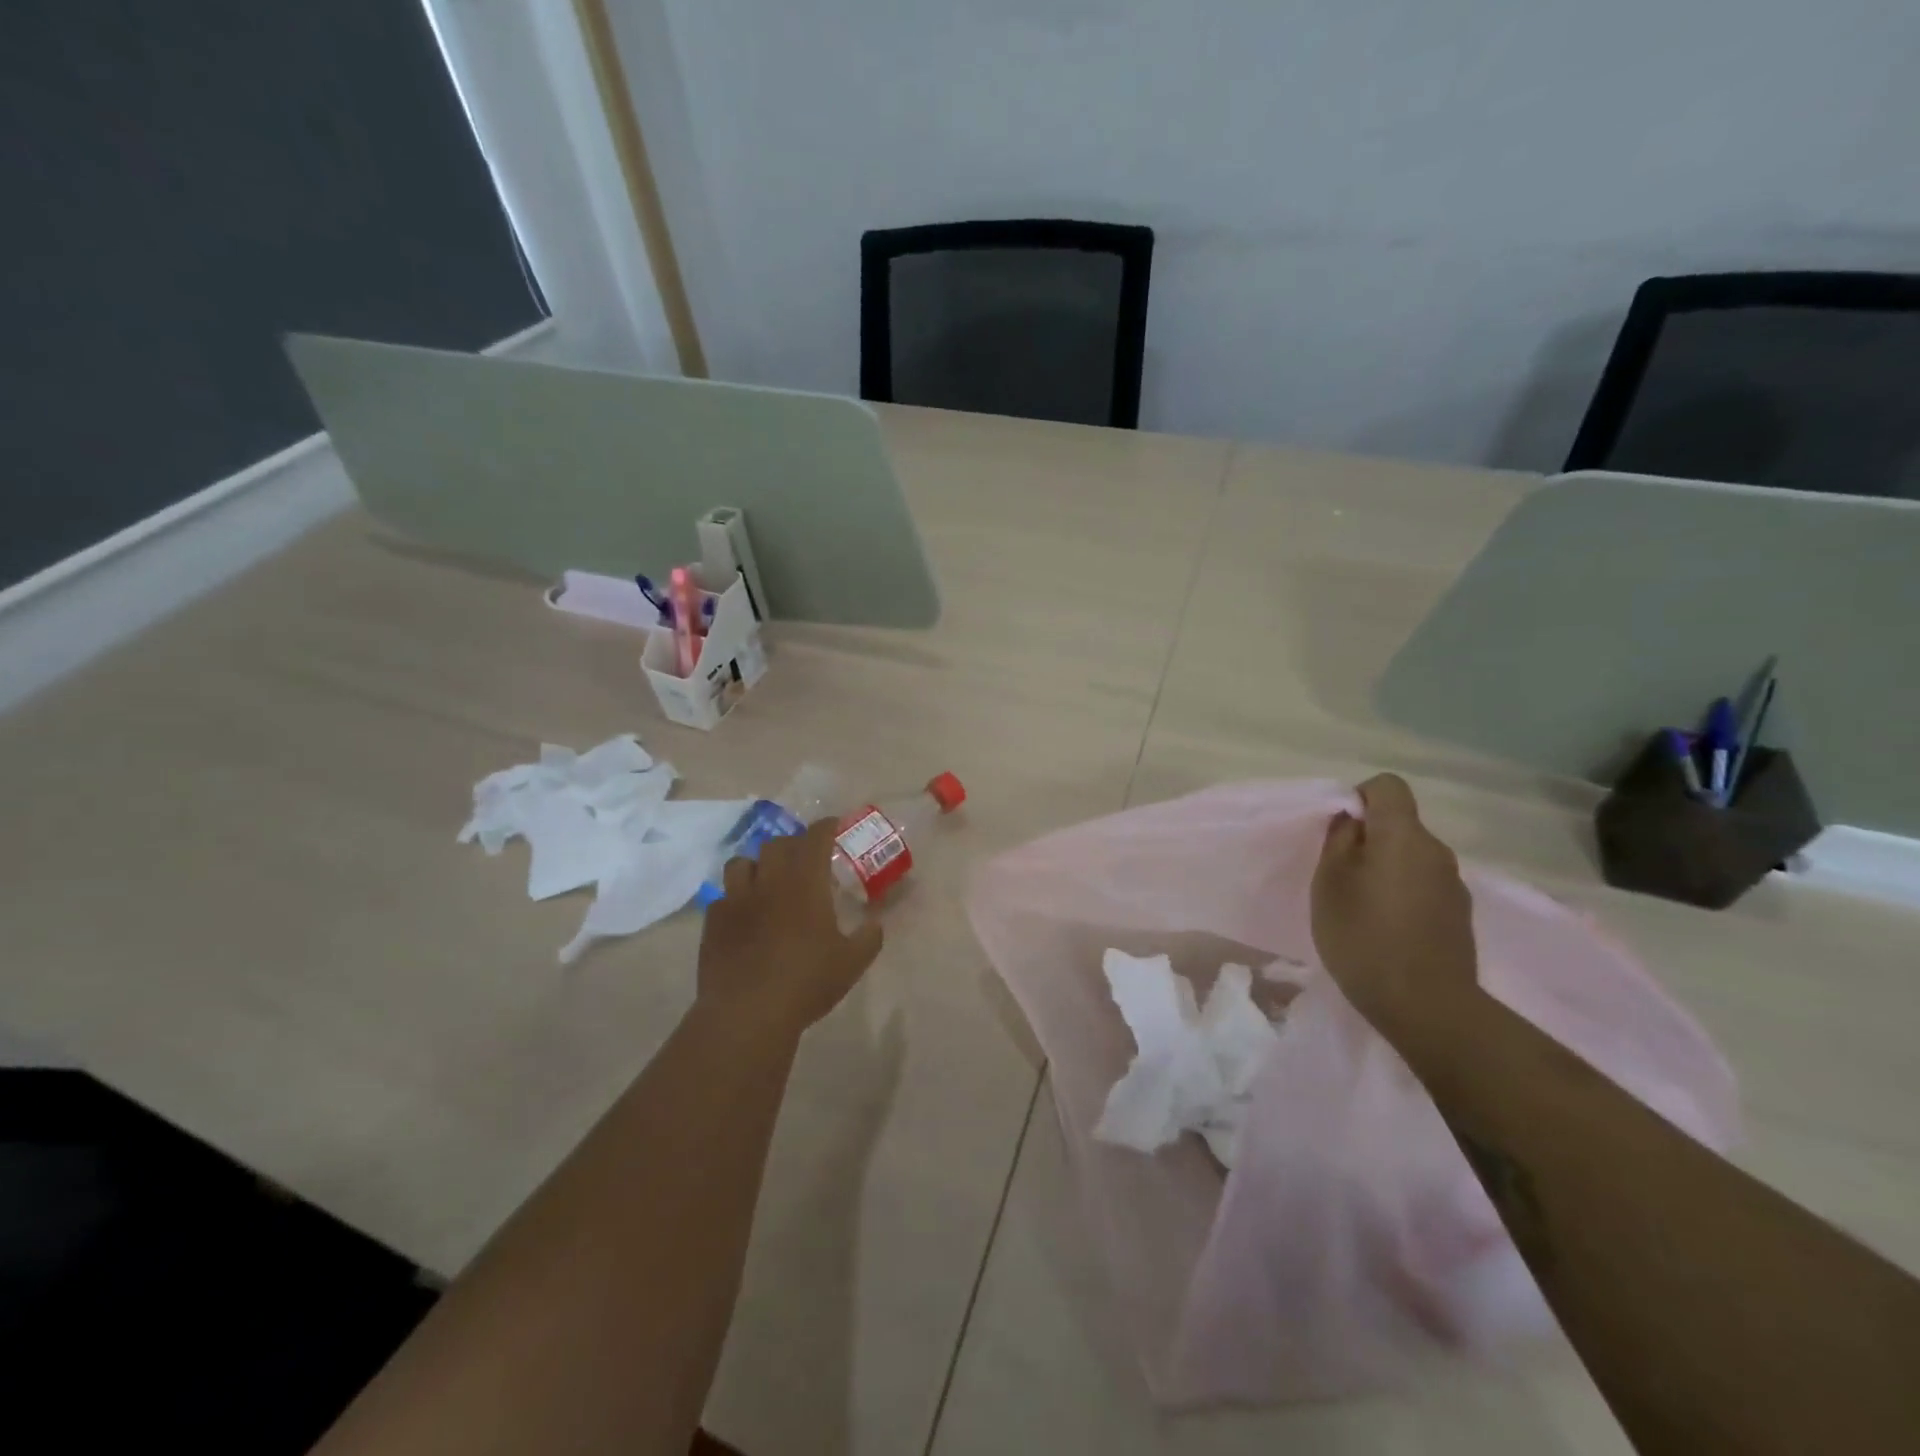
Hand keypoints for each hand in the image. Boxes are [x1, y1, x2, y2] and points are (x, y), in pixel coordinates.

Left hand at [697, 819, 883, 1040]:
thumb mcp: (851, 963)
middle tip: (803, 859)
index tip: (833, 826)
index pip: (815, 838)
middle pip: (776, 844)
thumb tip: (876, 924)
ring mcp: (736, 900)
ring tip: (766, 880)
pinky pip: (723, 897)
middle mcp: (768, 882)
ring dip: (757, 865)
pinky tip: (744, 916)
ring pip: (741, 863)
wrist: (747, 1014)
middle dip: (792, 845)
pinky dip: (736, 899)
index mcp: (805, 883)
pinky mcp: (713, 922)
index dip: (825, 827)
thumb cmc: (806, 982)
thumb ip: (868, 938)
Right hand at [1310, 774, 1480, 1055]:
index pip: (1387, 786)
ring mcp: (1454, 884)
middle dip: (1369, 839)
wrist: (1427, 1006)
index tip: (1339, 830)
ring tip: (1361, 907)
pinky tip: (1387, 929)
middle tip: (1340, 875)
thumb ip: (1339, 842)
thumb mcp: (1329, 883)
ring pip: (1412, 857)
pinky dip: (1404, 895)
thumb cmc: (1364, 936)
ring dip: (1387, 869)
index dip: (1359, 797)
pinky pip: (1424, 886)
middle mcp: (1436, 851)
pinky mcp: (1460, 916)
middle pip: (1400, 825)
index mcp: (1403, 835)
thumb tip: (1351, 821)